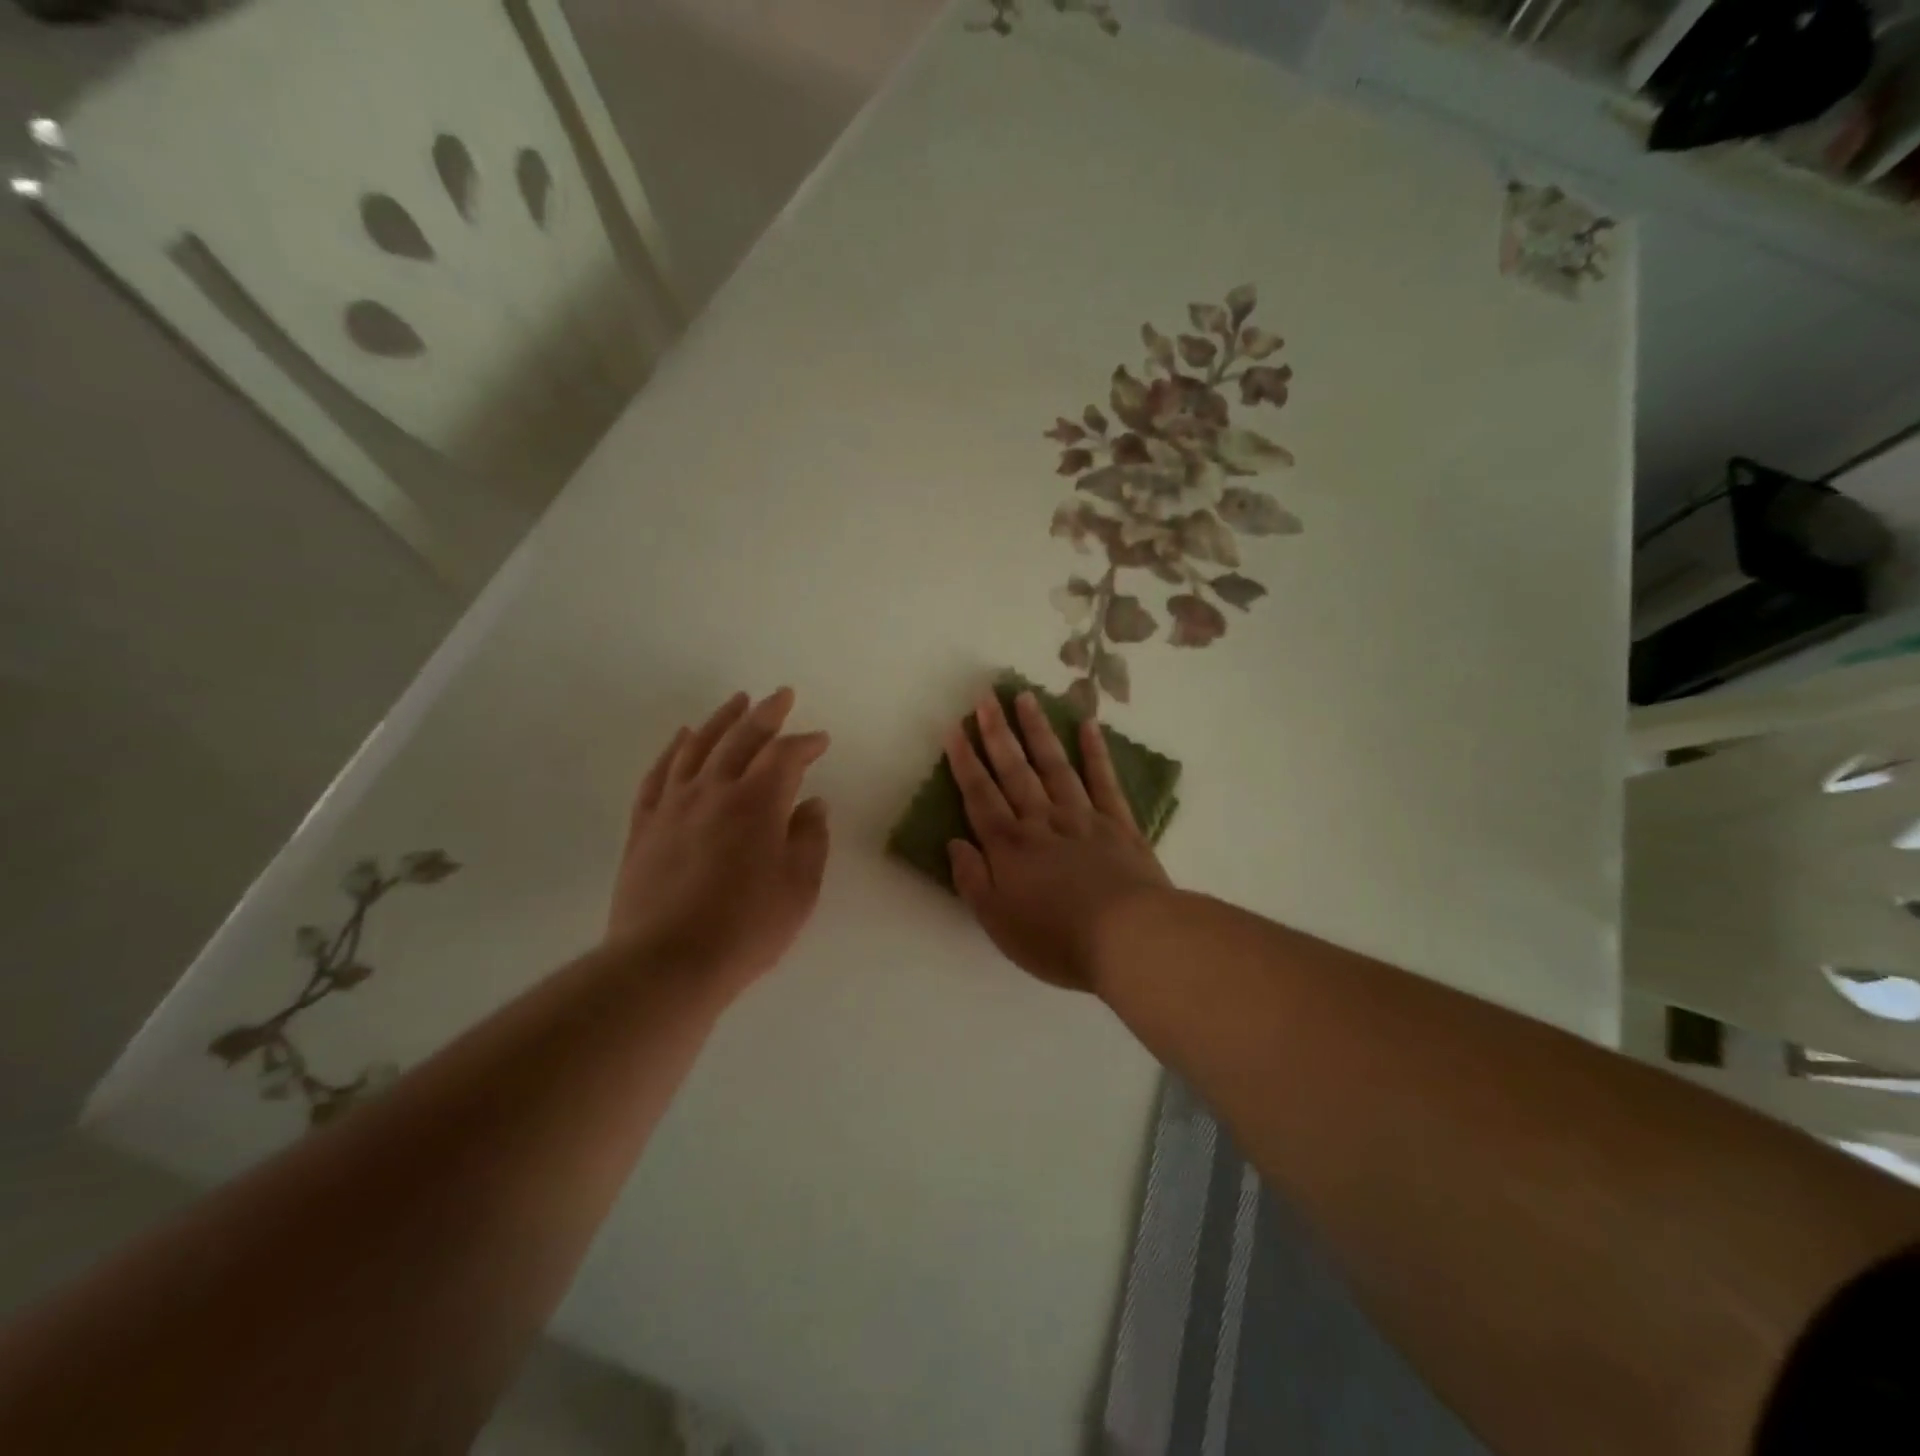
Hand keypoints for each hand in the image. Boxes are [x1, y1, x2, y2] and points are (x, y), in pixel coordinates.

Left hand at [609, 688, 830, 993]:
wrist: (667, 962)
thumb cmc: (747, 928)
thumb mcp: (799, 887)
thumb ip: (810, 839)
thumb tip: (813, 805)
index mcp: (757, 803)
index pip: (785, 756)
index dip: (806, 743)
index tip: (820, 740)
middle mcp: (713, 791)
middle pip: (741, 738)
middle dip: (766, 714)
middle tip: (782, 696)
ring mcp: (673, 805)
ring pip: (697, 746)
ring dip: (720, 720)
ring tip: (736, 701)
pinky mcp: (644, 826)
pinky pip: (658, 775)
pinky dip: (672, 750)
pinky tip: (681, 738)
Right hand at [945, 690, 1171, 991]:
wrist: (1129, 938)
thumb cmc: (1056, 938)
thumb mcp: (998, 922)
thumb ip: (973, 880)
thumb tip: (955, 843)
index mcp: (1009, 846)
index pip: (980, 795)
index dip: (965, 762)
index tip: (954, 729)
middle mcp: (1042, 821)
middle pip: (1015, 770)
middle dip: (997, 733)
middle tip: (985, 696)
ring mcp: (1083, 817)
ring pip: (1055, 765)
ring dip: (1038, 731)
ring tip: (1026, 698)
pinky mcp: (1119, 824)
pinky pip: (1104, 781)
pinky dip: (1096, 752)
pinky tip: (1088, 726)